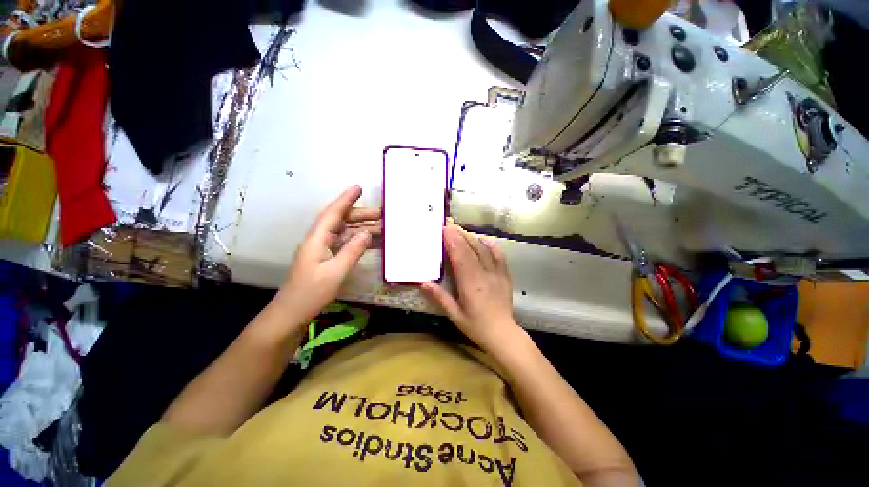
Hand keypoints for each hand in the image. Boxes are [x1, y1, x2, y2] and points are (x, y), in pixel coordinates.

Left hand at [274, 185, 380, 325]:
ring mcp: (323, 249)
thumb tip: (368, 233)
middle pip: (341, 220)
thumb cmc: (311, 292)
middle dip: (361, 215)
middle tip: (382, 214)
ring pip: (345, 231)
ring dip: (362, 227)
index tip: (359, 188)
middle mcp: (319, 239)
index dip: (346, 199)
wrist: (292, 312)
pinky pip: (345, 243)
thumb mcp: (335, 272)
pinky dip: (359, 240)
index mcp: (317, 238)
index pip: (333, 213)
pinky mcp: (327, 258)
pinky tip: (373, 242)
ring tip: (382, 227)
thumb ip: (352, 251)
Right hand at [422, 224, 519, 350]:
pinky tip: (484, 239)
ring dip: (472, 238)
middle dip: (459, 236)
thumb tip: (423, 282)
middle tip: (449, 225)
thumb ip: (440, 297)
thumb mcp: (454, 314)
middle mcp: (484, 275)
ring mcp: (496, 274)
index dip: (453, 242)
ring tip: (461, 230)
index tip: (445, 230)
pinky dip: (492, 246)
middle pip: (471, 250)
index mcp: (470, 284)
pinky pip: (499, 256)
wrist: (502, 334)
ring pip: (484, 250)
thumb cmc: (476, 325)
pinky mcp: (505, 275)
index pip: (461, 257)